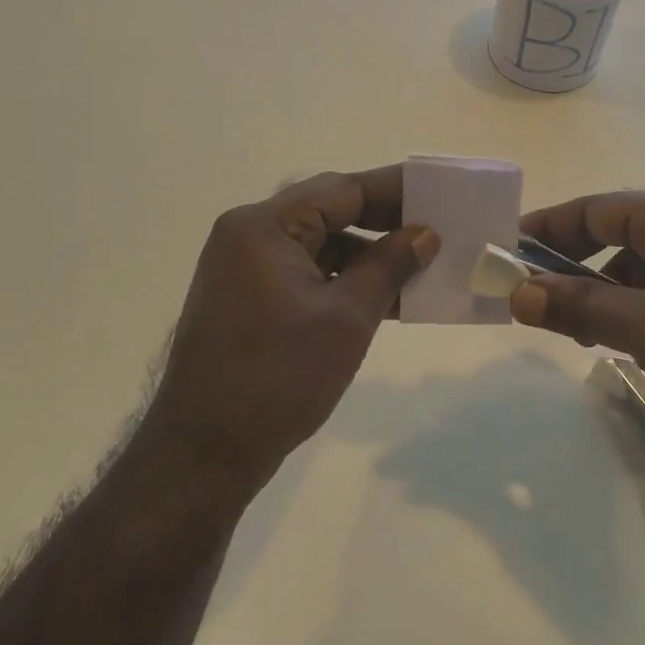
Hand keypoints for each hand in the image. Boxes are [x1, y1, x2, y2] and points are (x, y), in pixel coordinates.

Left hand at [143, 166, 440, 495]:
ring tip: (421, 267)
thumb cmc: (278, 378)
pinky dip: (343, 281)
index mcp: (264, 227)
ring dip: (368, 256)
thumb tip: (425, 235)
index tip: (440, 193)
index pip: (341, 190)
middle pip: (329, 212)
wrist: (204, 454)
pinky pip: (306, 273)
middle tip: (438, 228)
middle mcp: (249, 235)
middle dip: (384, 223)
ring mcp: (245, 268)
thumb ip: (389, 266)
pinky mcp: (249, 298)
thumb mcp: (347, 318)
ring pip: (320, 245)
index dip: (394, 191)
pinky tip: (386, 297)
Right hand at [513, 192, 644, 461]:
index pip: (597, 208)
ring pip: (642, 269)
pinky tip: (629, 345)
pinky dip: (638, 311)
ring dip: (605, 294)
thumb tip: (517, 294)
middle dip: (574, 266)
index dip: (548, 227)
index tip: (507, 249)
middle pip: (618, 236)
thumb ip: (581, 308)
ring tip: (576, 330)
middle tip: (533, 296)